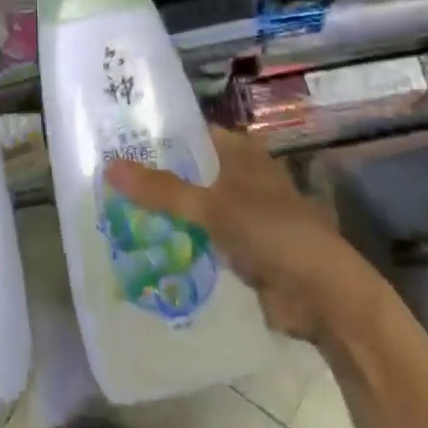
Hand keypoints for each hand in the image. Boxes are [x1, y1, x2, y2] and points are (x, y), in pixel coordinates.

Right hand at [105, 128, 384, 346]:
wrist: (321, 295)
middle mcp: (239, 175)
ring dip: (165, 210)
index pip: (190, 132)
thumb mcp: (210, 206)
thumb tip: (108, 166)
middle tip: (105, 177)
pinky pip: (201, 236)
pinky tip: (145, 243)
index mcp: (239, 152)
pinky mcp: (241, 248)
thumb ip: (161, 189)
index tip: (115, 139)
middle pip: (188, 169)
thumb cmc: (270, 232)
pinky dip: (179, 238)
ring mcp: (241, 212)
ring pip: (193, 204)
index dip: (156, 134)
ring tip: (115, 209)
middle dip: (154, 175)